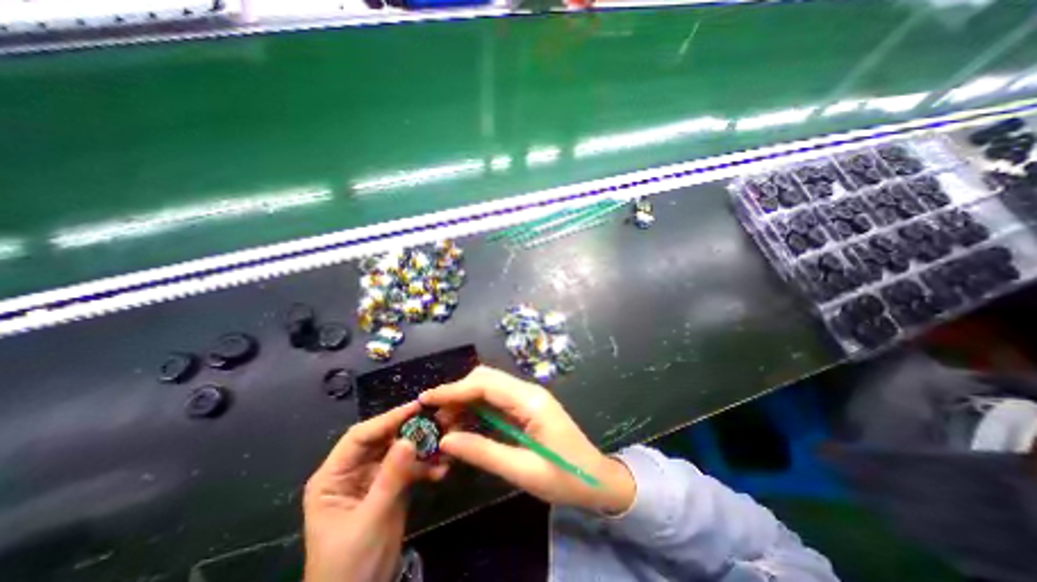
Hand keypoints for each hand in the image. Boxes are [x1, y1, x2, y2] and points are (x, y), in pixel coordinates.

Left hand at [300, 399, 445, 580]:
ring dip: (422, 449)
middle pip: (383, 439)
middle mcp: (353, 471)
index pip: (360, 436)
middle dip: (410, 431)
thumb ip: (390, 478)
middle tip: (437, 421)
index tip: (417, 408)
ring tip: (444, 446)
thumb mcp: (371, 519)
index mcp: (334, 476)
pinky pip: (409, 467)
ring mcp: (373, 478)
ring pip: (400, 450)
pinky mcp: (391, 486)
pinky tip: (441, 469)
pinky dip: (425, 466)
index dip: (388, 419)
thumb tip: (409, 439)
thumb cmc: (351, 566)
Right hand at [419, 366, 631, 514]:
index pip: (486, 385)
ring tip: (446, 421)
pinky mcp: (529, 405)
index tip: (427, 398)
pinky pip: (498, 397)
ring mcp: (530, 396)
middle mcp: (530, 391)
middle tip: (436, 415)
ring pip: (491, 385)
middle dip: (458, 391)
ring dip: (466, 398)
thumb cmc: (564, 477)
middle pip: (487, 378)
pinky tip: (467, 421)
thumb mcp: (522, 471)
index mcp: (531, 402)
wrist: (596, 477)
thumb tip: (447, 440)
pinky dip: (478, 405)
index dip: (454, 389)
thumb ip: (483, 452)